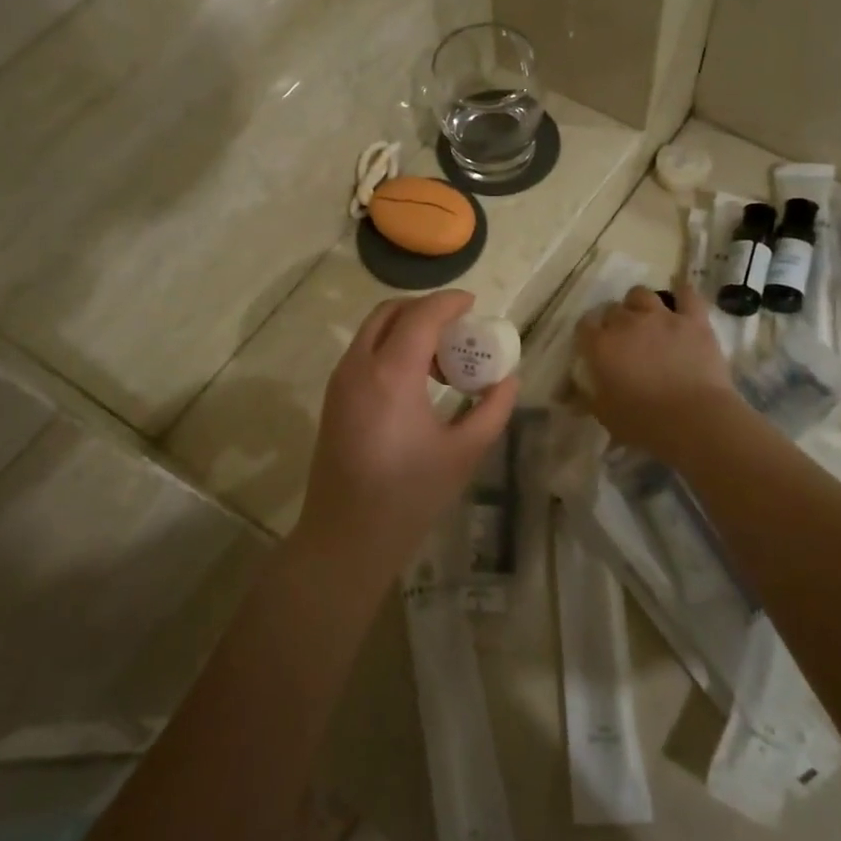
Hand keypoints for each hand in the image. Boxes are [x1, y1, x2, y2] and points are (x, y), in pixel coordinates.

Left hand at [295, 290, 517, 581]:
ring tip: (441, 359)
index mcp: (392, 374)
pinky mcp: (333, 399)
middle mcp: (359, 366)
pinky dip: (389, 348)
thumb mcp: (464, 452)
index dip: (450, 303)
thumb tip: (508, 380)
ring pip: (372, 331)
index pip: (422, 316)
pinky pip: (362, 353)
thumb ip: (493, 409)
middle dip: (425, 309)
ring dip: (406, 329)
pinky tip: (415, 380)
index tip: (474, 304)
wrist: (346, 537)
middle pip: (389, 312)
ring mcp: (340, 382)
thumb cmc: (410, 496)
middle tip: (458, 327)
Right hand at [574, 282, 741, 463]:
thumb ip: (589, 398)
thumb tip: (573, 396)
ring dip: (639, 304)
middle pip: (612, 309)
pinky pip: (687, 294)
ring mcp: (662, 317)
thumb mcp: (605, 415)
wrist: (695, 419)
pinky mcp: (693, 320)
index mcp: (601, 346)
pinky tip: (681, 303)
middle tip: (622, 340)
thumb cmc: (644, 422)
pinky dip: (682, 295)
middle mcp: (627, 323)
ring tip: (646, 319)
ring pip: (642, 294)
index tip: (593, 347)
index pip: (584, 326)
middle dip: (613, 322)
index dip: (587, 334)